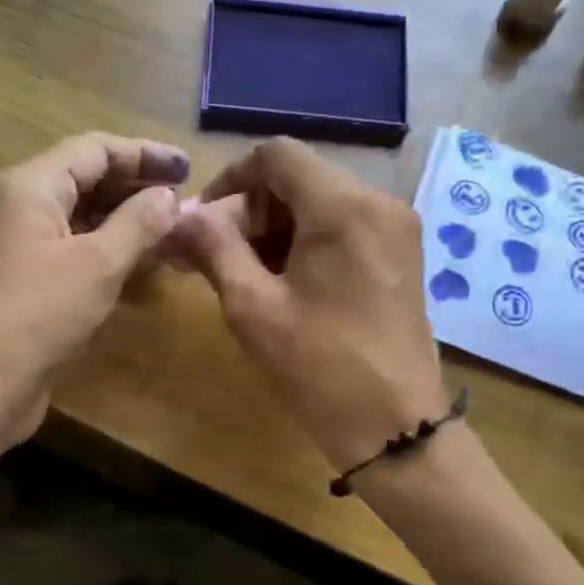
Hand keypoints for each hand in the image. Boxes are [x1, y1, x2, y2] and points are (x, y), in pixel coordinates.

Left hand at [0, 132, 189, 451]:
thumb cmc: (34, 318)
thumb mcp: (96, 265)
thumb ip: (137, 223)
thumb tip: (169, 195)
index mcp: (30, 186)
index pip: (95, 149)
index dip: (145, 154)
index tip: (189, 169)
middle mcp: (21, 207)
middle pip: (87, 179)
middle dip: (138, 188)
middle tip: (188, 204)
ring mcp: (21, 247)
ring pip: (82, 219)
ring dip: (127, 223)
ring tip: (174, 235)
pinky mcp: (26, 284)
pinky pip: (74, 253)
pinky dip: (109, 254)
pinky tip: (142, 268)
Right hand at [177, 137, 446, 470]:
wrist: (396, 428)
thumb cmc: (320, 369)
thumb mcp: (254, 309)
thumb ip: (215, 250)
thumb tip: (181, 216)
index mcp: (343, 207)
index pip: (277, 155)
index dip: (231, 180)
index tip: (205, 223)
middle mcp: (379, 203)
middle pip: (301, 179)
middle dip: (252, 211)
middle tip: (218, 258)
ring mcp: (398, 230)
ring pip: (323, 204)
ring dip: (278, 230)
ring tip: (248, 279)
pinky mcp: (403, 258)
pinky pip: (347, 229)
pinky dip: (309, 244)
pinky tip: (287, 286)